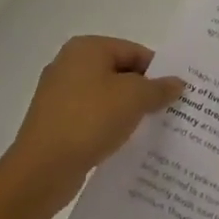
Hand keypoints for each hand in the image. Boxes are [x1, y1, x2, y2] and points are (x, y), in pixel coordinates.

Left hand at [2, 36, 184, 208]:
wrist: (42, 169)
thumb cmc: (90, 119)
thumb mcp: (134, 98)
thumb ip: (159, 88)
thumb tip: (177, 83)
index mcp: (86, 48)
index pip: (134, 51)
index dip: (158, 71)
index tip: (177, 93)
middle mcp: (69, 64)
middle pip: (120, 72)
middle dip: (144, 91)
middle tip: (169, 110)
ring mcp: (59, 94)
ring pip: (106, 96)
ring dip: (127, 110)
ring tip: (151, 128)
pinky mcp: (55, 121)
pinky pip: (91, 116)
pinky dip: (109, 125)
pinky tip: (124, 141)